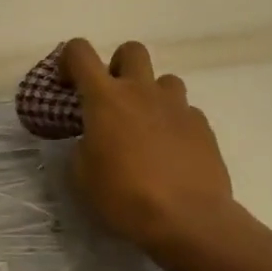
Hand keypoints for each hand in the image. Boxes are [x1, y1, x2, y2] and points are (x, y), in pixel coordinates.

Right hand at [60, 38, 235, 261]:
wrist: (189, 220)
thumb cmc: (125, 196)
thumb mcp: (83, 175)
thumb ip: (83, 146)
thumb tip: (92, 140)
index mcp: (105, 97)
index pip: (79, 51)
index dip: (68, 59)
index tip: (68, 85)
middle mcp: (141, 91)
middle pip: (131, 50)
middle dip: (118, 65)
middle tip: (113, 97)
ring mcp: (176, 106)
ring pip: (164, 79)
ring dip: (152, 95)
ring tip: (146, 126)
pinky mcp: (203, 127)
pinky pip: (186, 112)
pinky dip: (175, 123)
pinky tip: (172, 151)